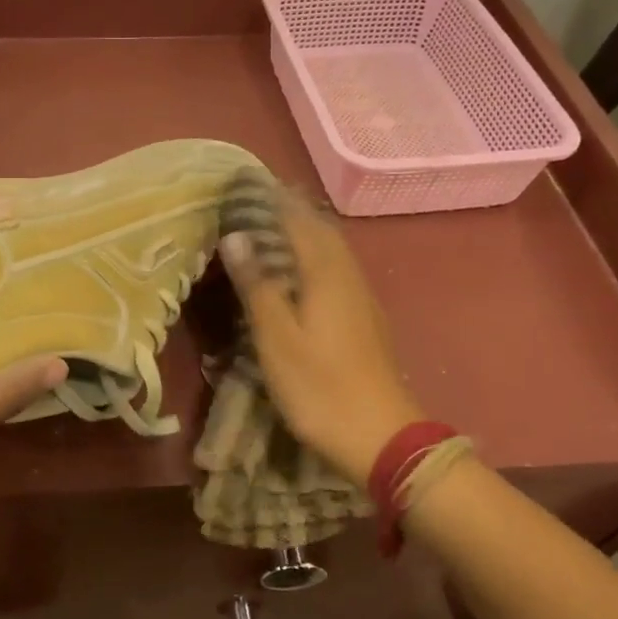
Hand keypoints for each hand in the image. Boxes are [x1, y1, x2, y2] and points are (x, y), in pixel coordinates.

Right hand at [220, 191, 424, 486]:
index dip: (274, 199)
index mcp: (325, 273)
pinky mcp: (365, 318)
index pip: (298, 219)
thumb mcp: (277, 338)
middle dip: (291, 209)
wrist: (381, 436)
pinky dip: (315, 256)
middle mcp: (348, 275)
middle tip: (257, 199)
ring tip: (274, 226)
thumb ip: (257, 285)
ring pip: (332, 249)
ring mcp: (361, 298)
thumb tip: (236, 236)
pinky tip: (301, 271)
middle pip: (321, 229)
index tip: (247, 182)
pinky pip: (337, 269)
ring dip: (305, 231)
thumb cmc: (320, 386)